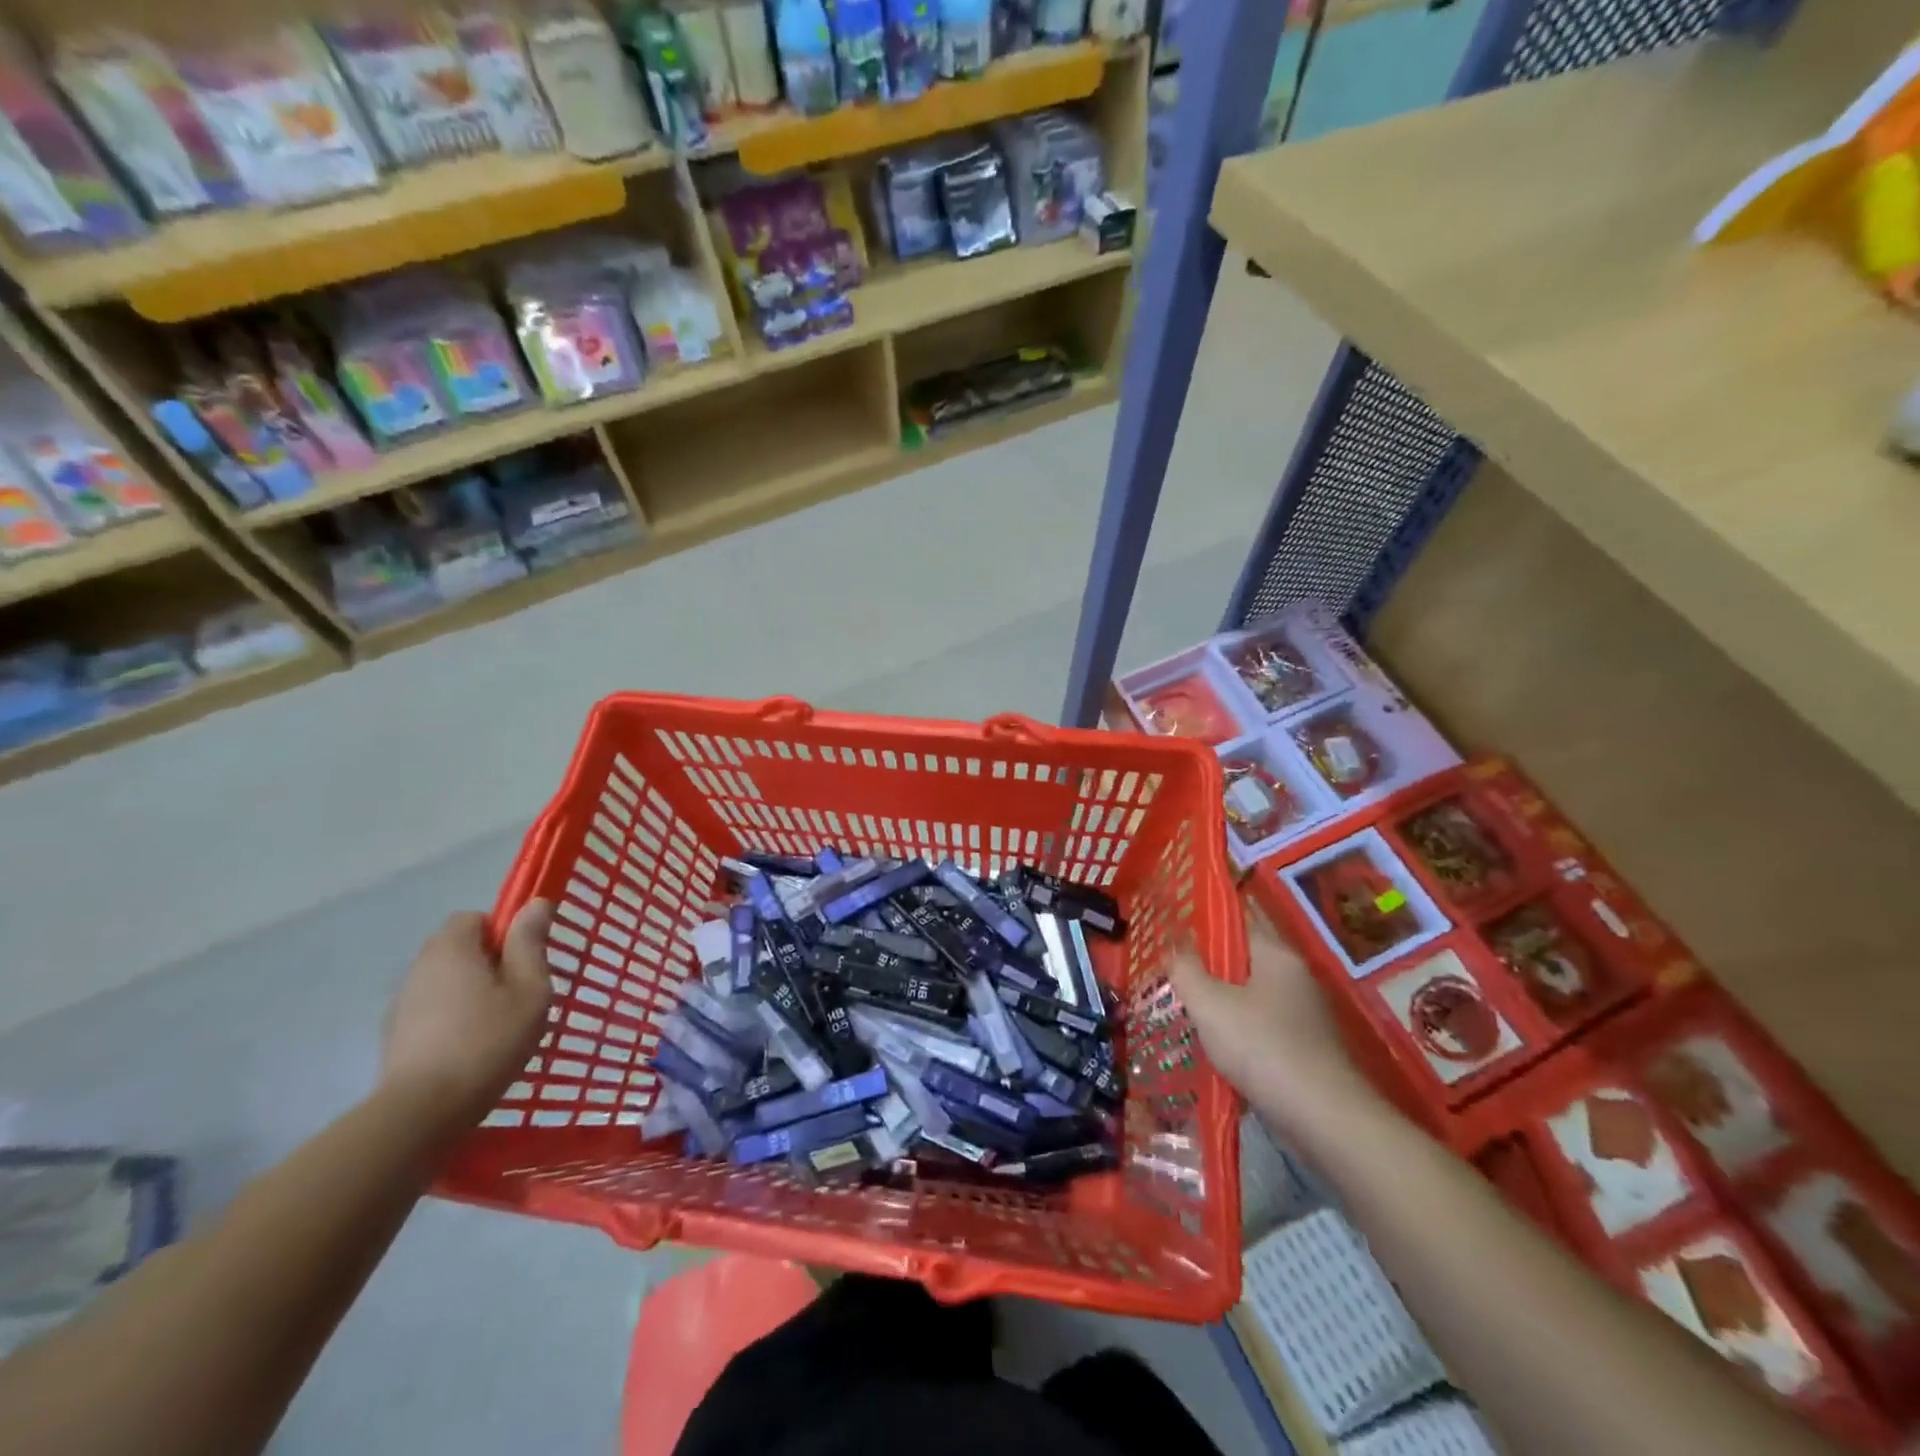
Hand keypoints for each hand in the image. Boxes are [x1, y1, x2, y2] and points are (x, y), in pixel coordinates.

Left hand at [380, 901, 554, 1126]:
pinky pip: (432, 1011)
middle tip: (518, 994)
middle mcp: (419, 967)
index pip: (475, 917)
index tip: (525, 962)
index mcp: (451, 948)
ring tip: (497, 1026)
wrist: (421, 1113)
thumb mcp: (529, 989)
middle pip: (459, 948)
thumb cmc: (487, 1041)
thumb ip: (530, 943)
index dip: (504, 932)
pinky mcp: (395, 1036)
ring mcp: (402, 1003)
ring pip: (446, 981)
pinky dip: (452, 1019)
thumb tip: (536, 904)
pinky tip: (471, 1048)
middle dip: (489, 962)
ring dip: (470, 992)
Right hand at [1169, 900, 1377, 1136]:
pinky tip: (1213, 1050)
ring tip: (1182, 1013)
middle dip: (1206, 968)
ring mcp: (1304, 1015)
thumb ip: (1186, 969)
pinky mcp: (1306, 1049)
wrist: (1325, 1120)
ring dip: (1219, 1005)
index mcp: (1276, 955)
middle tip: (1168, 975)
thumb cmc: (1263, 1048)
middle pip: (1241, 960)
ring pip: (1249, 997)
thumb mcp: (1210, 1004)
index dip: (1201, 923)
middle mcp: (1295, 977)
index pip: (1236, 921)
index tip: (1170, 932)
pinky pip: (1261, 1029)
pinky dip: (1237, 1035)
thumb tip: (1174, 944)